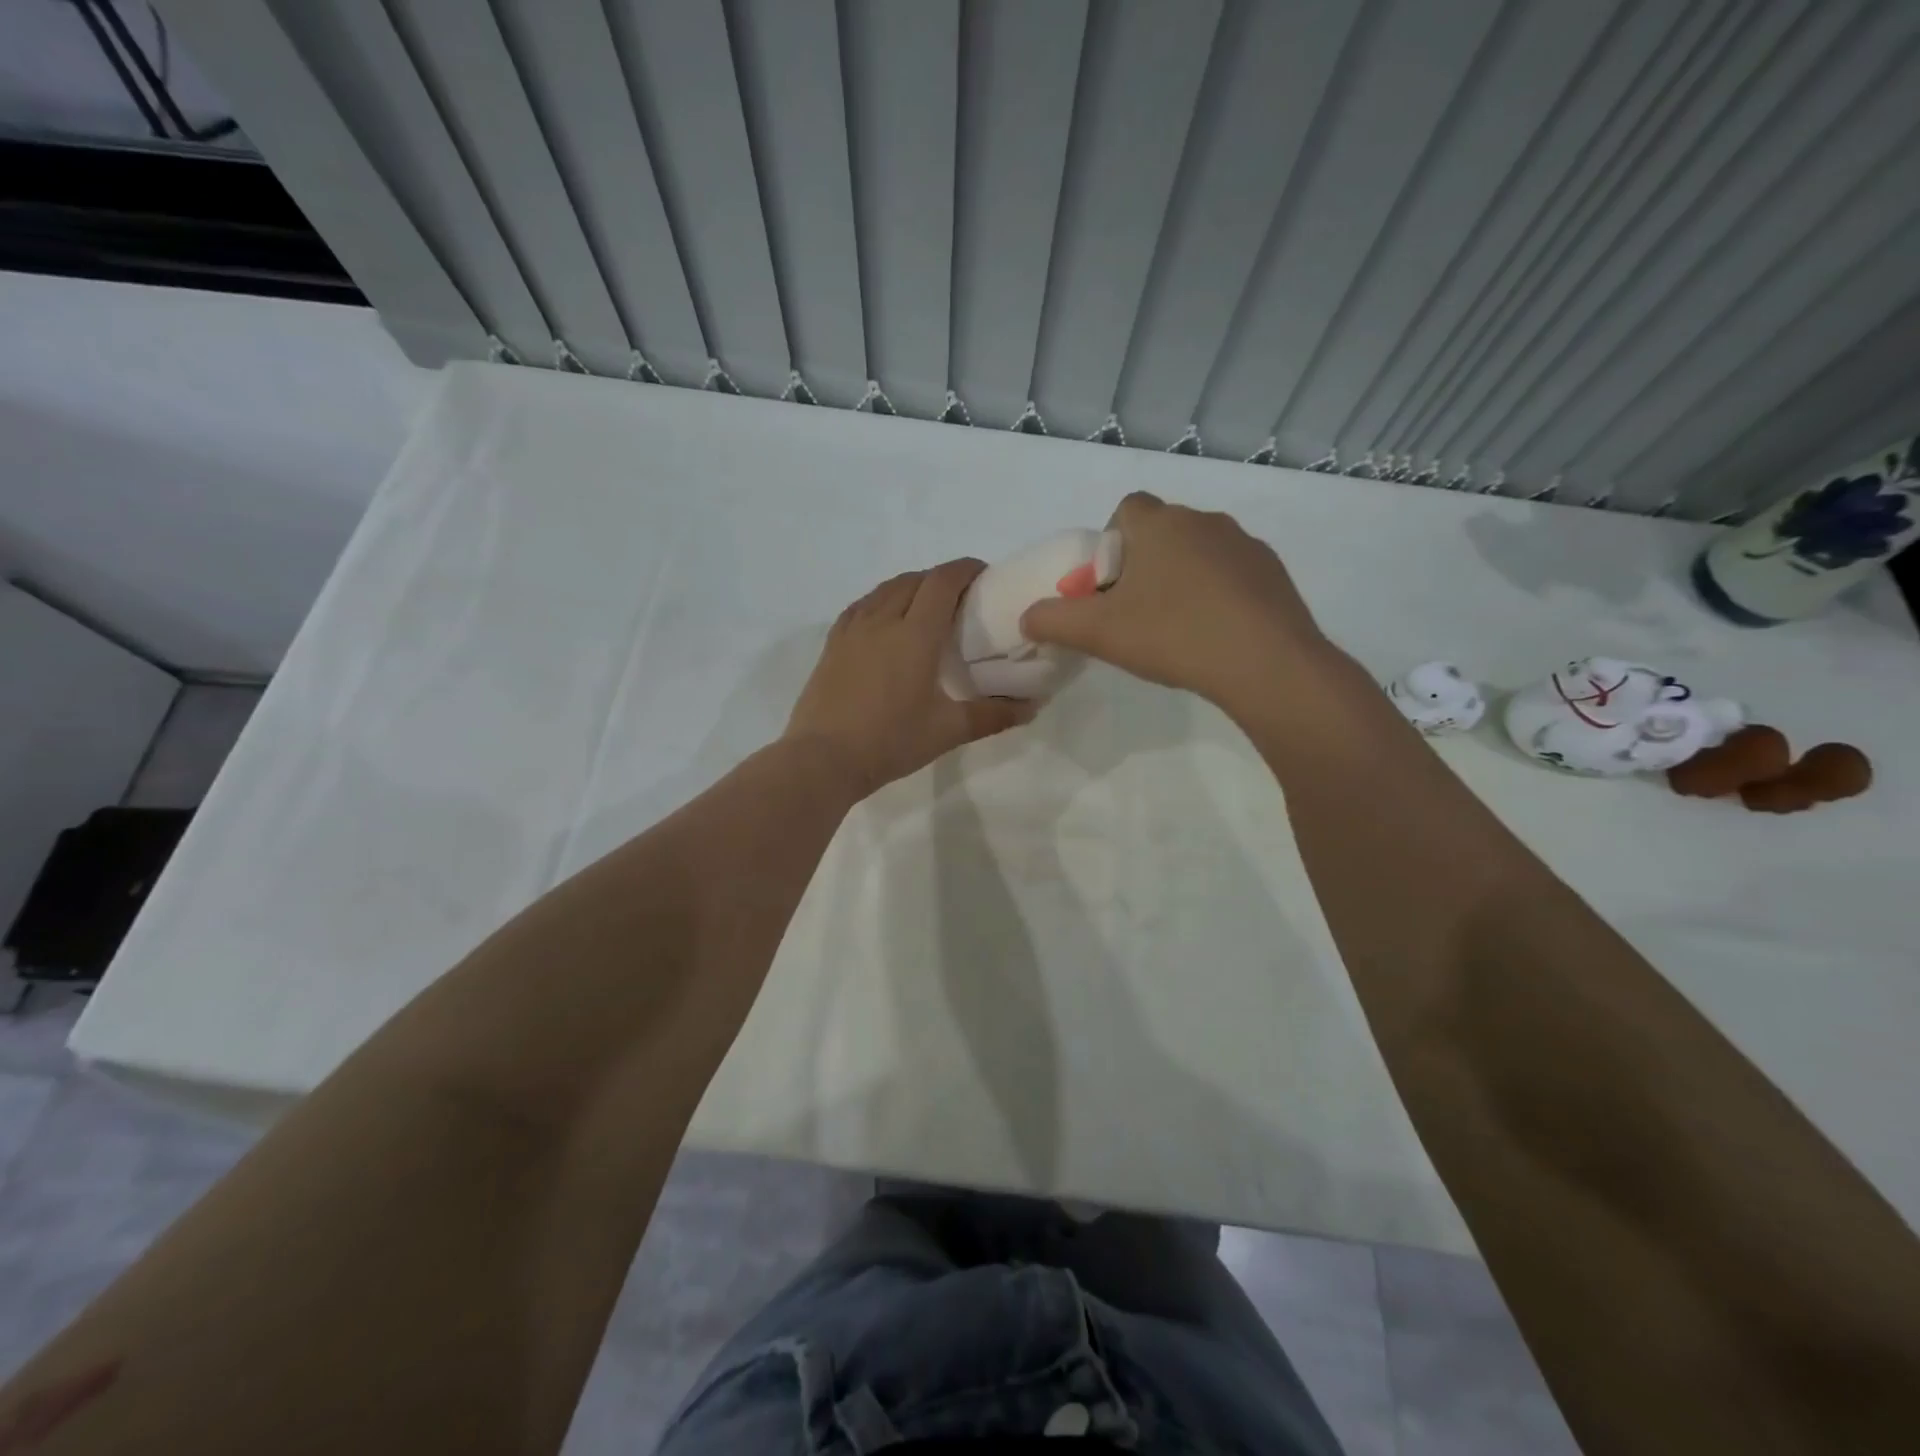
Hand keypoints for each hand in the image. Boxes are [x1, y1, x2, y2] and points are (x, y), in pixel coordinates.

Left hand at [786, 559, 1035, 797]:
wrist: (823, 759)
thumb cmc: (890, 742)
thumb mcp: (947, 731)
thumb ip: (992, 715)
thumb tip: (1032, 707)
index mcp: (915, 634)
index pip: (943, 582)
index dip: (966, 569)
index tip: (985, 575)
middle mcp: (883, 620)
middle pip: (915, 580)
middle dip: (942, 578)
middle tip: (962, 598)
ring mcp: (852, 629)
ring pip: (885, 589)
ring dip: (911, 586)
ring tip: (926, 606)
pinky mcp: (833, 643)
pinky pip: (861, 606)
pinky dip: (882, 600)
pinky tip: (886, 620)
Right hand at [1019, 491, 1333, 713]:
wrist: (1264, 662)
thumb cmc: (1172, 635)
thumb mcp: (1098, 633)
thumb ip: (1053, 620)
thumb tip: (1028, 617)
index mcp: (1159, 524)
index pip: (1125, 509)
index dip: (1110, 544)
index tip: (1108, 586)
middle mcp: (1203, 521)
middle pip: (1160, 532)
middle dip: (1143, 565)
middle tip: (1135, 613)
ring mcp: (1244, 544)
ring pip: (1198, 552)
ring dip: (1182, 578)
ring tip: (1177, 628)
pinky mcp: (1273, 572)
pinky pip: (1232, 573)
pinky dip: (1218, 594)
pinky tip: (1215, 633)